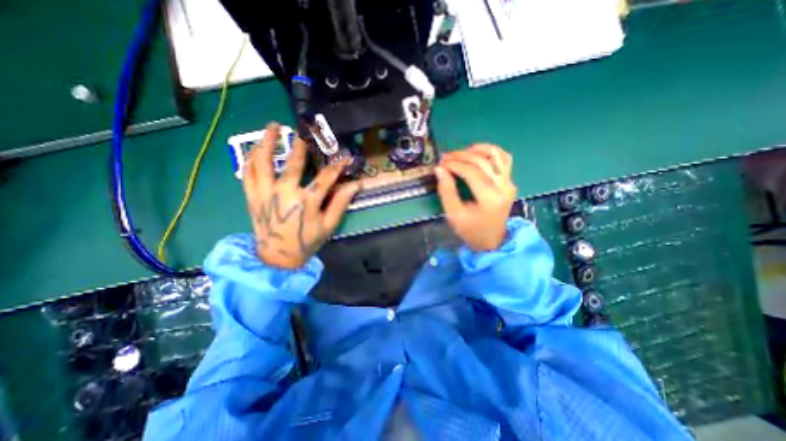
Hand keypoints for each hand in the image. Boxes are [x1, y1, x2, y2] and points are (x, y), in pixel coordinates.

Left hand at [245, 122, 360, 270]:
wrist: (277, 257)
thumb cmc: (306, 241)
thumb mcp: (329, 225)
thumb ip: (341, 203)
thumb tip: (355, 184)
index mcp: (306, 202)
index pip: (326, 178)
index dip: (338, 166)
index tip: (345, 157)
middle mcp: (284, 193)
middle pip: (294, 163)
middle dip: (302, 144)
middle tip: (306, 128)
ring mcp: (264, 193)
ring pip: (264, 162)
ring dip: (268, 142)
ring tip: (274, 126)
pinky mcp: (252, 196)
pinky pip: (248, 173)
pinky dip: (251, 158)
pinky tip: (256, 148)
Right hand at [436, 143, 516, 250]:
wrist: (491, 240)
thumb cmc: (471, 230)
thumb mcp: (454, 214)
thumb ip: (446, 191)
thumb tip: (439, 169)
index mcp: (489, 198)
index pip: (471, 172)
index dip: (454, 164)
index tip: (441, 164)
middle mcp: (503, 187)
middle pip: (482, 161)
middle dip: (461, 156)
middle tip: (446, 157)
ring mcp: (509, 183)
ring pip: (496, 155)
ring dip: (477, 150)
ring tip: (461, 153)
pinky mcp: (509, 182)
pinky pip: (504, 159)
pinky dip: (491, 152)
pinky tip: (478, 154)